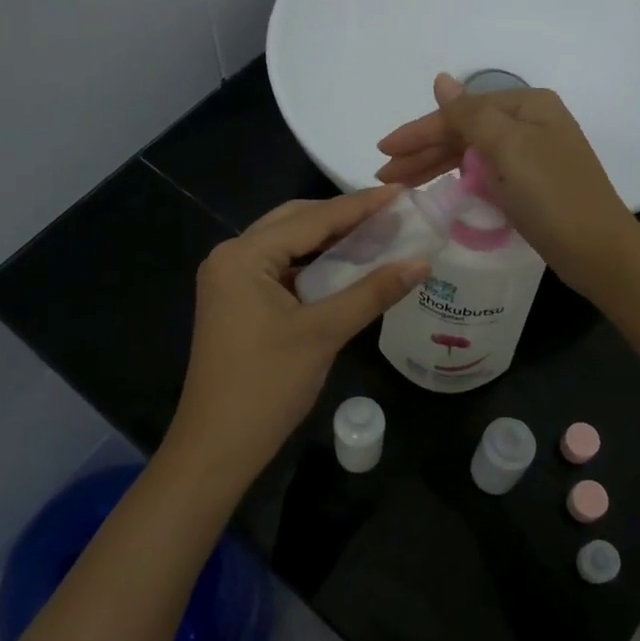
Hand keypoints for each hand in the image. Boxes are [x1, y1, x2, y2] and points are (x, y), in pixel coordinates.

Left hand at [163, 189, 426, 492]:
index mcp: (243, 255)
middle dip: (342, 218)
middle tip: (391, 214)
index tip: (401, 193)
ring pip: (287, 245)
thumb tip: (422, 262)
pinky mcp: (236, 302)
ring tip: (375, 234)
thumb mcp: (324, 334)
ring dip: (328, 241)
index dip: (359, 206)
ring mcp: (229, 280)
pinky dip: (312, 265)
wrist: (217, 447)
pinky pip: (280, 269)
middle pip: (295, 223)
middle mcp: (231, 257)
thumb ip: (373, 292)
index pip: (311, 219)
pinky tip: (344, 267)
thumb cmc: (267, 386)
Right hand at [375, 74, 639, 298]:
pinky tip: (439, 187)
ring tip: (400, 184)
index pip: (460, 112)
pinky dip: (459, 178)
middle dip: (423, 151)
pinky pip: (484, 172)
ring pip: (472, 153)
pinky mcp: (531, 183)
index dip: (419, 131)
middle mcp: (531, 123)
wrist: (599, 251)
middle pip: (464, 131)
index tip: (383, 150)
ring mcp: (532, 154)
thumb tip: (441, 80)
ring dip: (435, 165)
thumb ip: (469, 114)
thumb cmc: (552, 195)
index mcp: (527, 105)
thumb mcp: (508, 148)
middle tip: (384, 174)